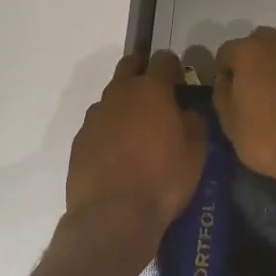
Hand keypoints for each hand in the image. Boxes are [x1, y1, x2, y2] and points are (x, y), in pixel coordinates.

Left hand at [65, 52, 206, 261]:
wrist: (112, 216)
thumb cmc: (162, 180)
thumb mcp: (196, 152)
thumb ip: (193, 122)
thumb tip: (185, 111)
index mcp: (151, 89)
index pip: (164, 60)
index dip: (175, 68)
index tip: (181, 82)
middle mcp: (119, 93)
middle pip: (130, 65)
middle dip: (145, 71)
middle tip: (158, 95)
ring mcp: (95, 115)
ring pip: (112, 95)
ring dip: (126, 102)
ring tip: (138, 130)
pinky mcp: (80, 139)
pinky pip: (99, 123)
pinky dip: (110, 128)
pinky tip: (118, 152)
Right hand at [213, 28, 275, 181]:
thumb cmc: (267, 139)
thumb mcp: (230, 123)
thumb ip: (222, 93)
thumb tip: (225, 78)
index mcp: (247, 53)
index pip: (226, 51)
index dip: (225, 70)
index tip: (229, 90)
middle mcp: (275, 44)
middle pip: (258, 39)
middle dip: (252, 56)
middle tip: (254, 85)